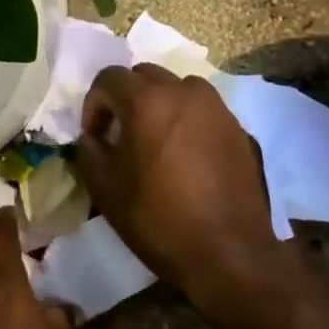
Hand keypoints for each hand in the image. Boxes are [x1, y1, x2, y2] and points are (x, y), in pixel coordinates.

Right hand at [74, 64, 290, 300]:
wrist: (229, 252)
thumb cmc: (159, 220)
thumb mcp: (106, 189)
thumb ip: (90, 151)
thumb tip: (93, 137)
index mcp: (147, 101)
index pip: (109, 78)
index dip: (94, 104)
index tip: (94, 136)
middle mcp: (184, 92)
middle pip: (145, 75)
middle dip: (126, 98)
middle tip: (121, 134)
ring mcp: (217, 108)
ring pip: (178, 88)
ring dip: (160, 104)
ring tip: (155, 140)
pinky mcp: (238, 128)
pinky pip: (203, 110)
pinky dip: (187, 120)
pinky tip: (185, 156)